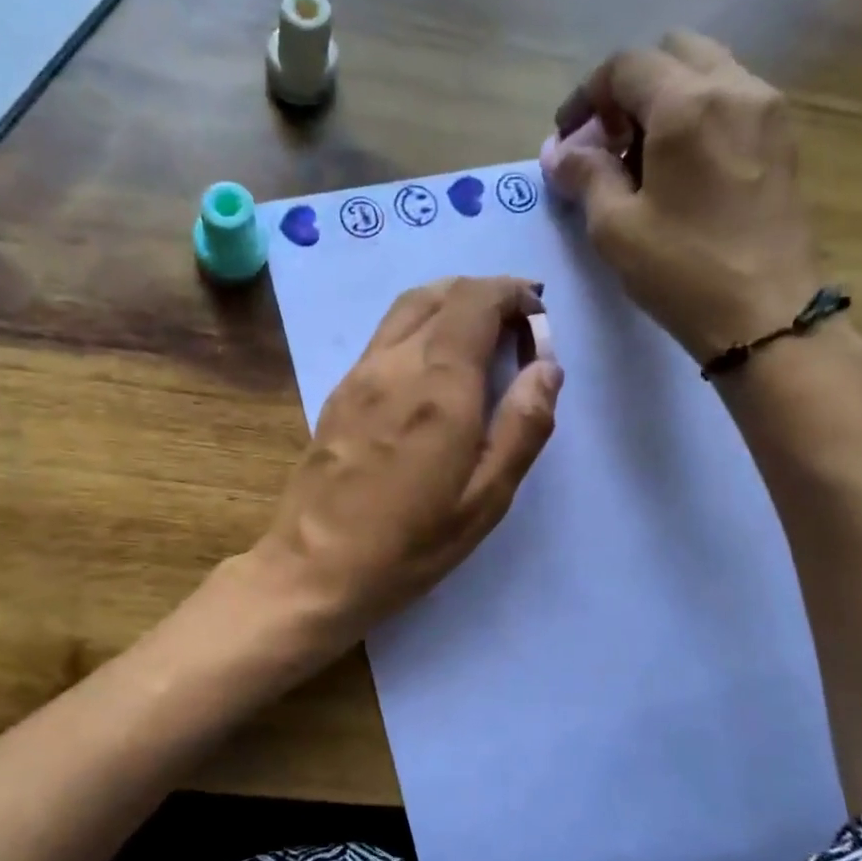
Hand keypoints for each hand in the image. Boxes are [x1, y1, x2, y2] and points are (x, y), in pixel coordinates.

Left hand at [249, 276, 562, 647]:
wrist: (314, 567)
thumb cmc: (409, 544)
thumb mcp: (485, 499)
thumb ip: (523, 426)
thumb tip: (547, 367)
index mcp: (440, 385)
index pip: (476, 301)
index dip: (512, 293)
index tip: (536, 315)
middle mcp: (396, 363)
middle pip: (441, 293)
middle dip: (485, 294)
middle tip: (515, 324)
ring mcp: (359, 374)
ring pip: (407, 308)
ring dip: (450, 303)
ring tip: (479, 334)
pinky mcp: (338, 393)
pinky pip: (385, 336)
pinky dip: (419, 326)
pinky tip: (432, 365)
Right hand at [549, 30, 824, 365]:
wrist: (767, 315)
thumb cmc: (683, 272)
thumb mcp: (615, 228)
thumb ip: (585, 175)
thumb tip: (558, 151)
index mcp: (687, 105)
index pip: (626, 65)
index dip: (586, 96)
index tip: (567, 138)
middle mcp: (735, 88)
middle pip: (672, 53)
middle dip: (630, 88)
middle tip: (609, 142)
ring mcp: (768, 110)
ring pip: (707, 71)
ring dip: (666, 99)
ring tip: (643, 157)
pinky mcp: (784, 139)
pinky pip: (733, 100)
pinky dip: (698, 114)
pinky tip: (681, 168)